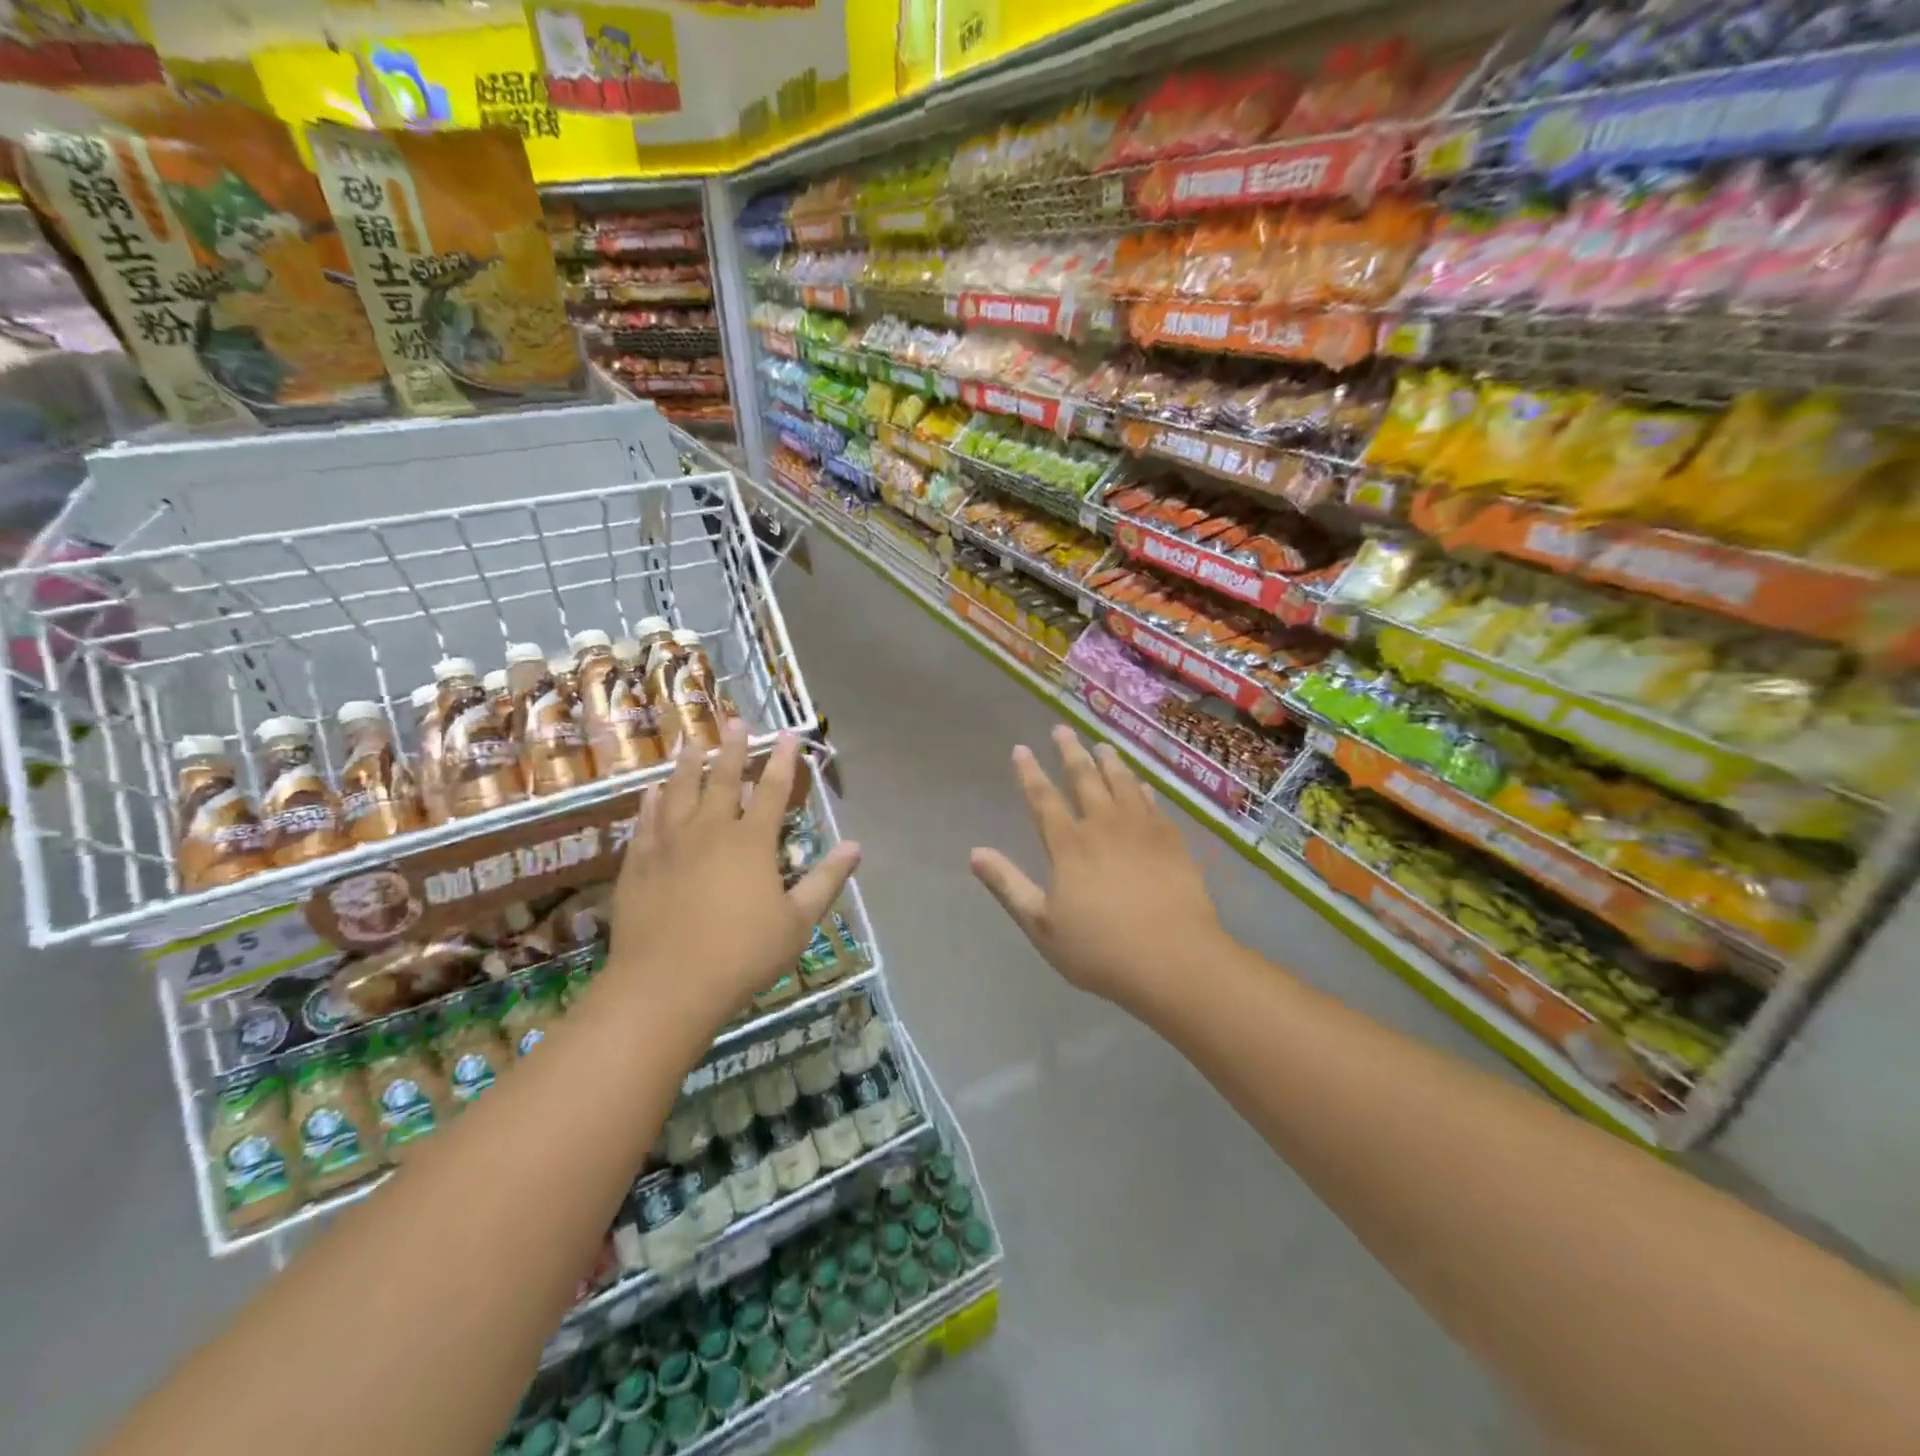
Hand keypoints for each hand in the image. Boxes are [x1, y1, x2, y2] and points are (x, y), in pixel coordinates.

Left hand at [607, 722, 860, 1029]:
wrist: (666, 986)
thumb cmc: (742, 955)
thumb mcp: (797, 922)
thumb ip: (826, 880)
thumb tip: (855, 846)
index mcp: (751, 842)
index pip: (771, 790)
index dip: (782, 760)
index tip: (788, 735)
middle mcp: (709, 831)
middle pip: (721, 779)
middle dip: (731, 749)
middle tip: (733, 721)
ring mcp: (669, 845)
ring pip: (678, 792)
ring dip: (687, 765)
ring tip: (691, 742)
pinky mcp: (638, 864)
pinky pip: (645, 822)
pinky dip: (650, 802)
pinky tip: (651, 791)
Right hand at [969, 726, 1225, 1009]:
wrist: (1174, 959)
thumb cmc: (1100, 949)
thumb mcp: (1041, 925)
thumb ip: (1008, 885)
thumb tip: (975, 853)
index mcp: (1069, 845)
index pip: (1043, 798)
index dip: (1030, 773)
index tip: (1022, 749)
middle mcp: (1104, 826)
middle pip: (1084, 779)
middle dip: (1070, 753)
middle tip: (1062, 729)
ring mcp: (1142, 830)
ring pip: (1122, 783)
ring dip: (1109, 762)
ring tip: (1102, 745)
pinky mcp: (1172, 841)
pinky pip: (1153, 803)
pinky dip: (1143, 788)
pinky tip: (1142, 783)